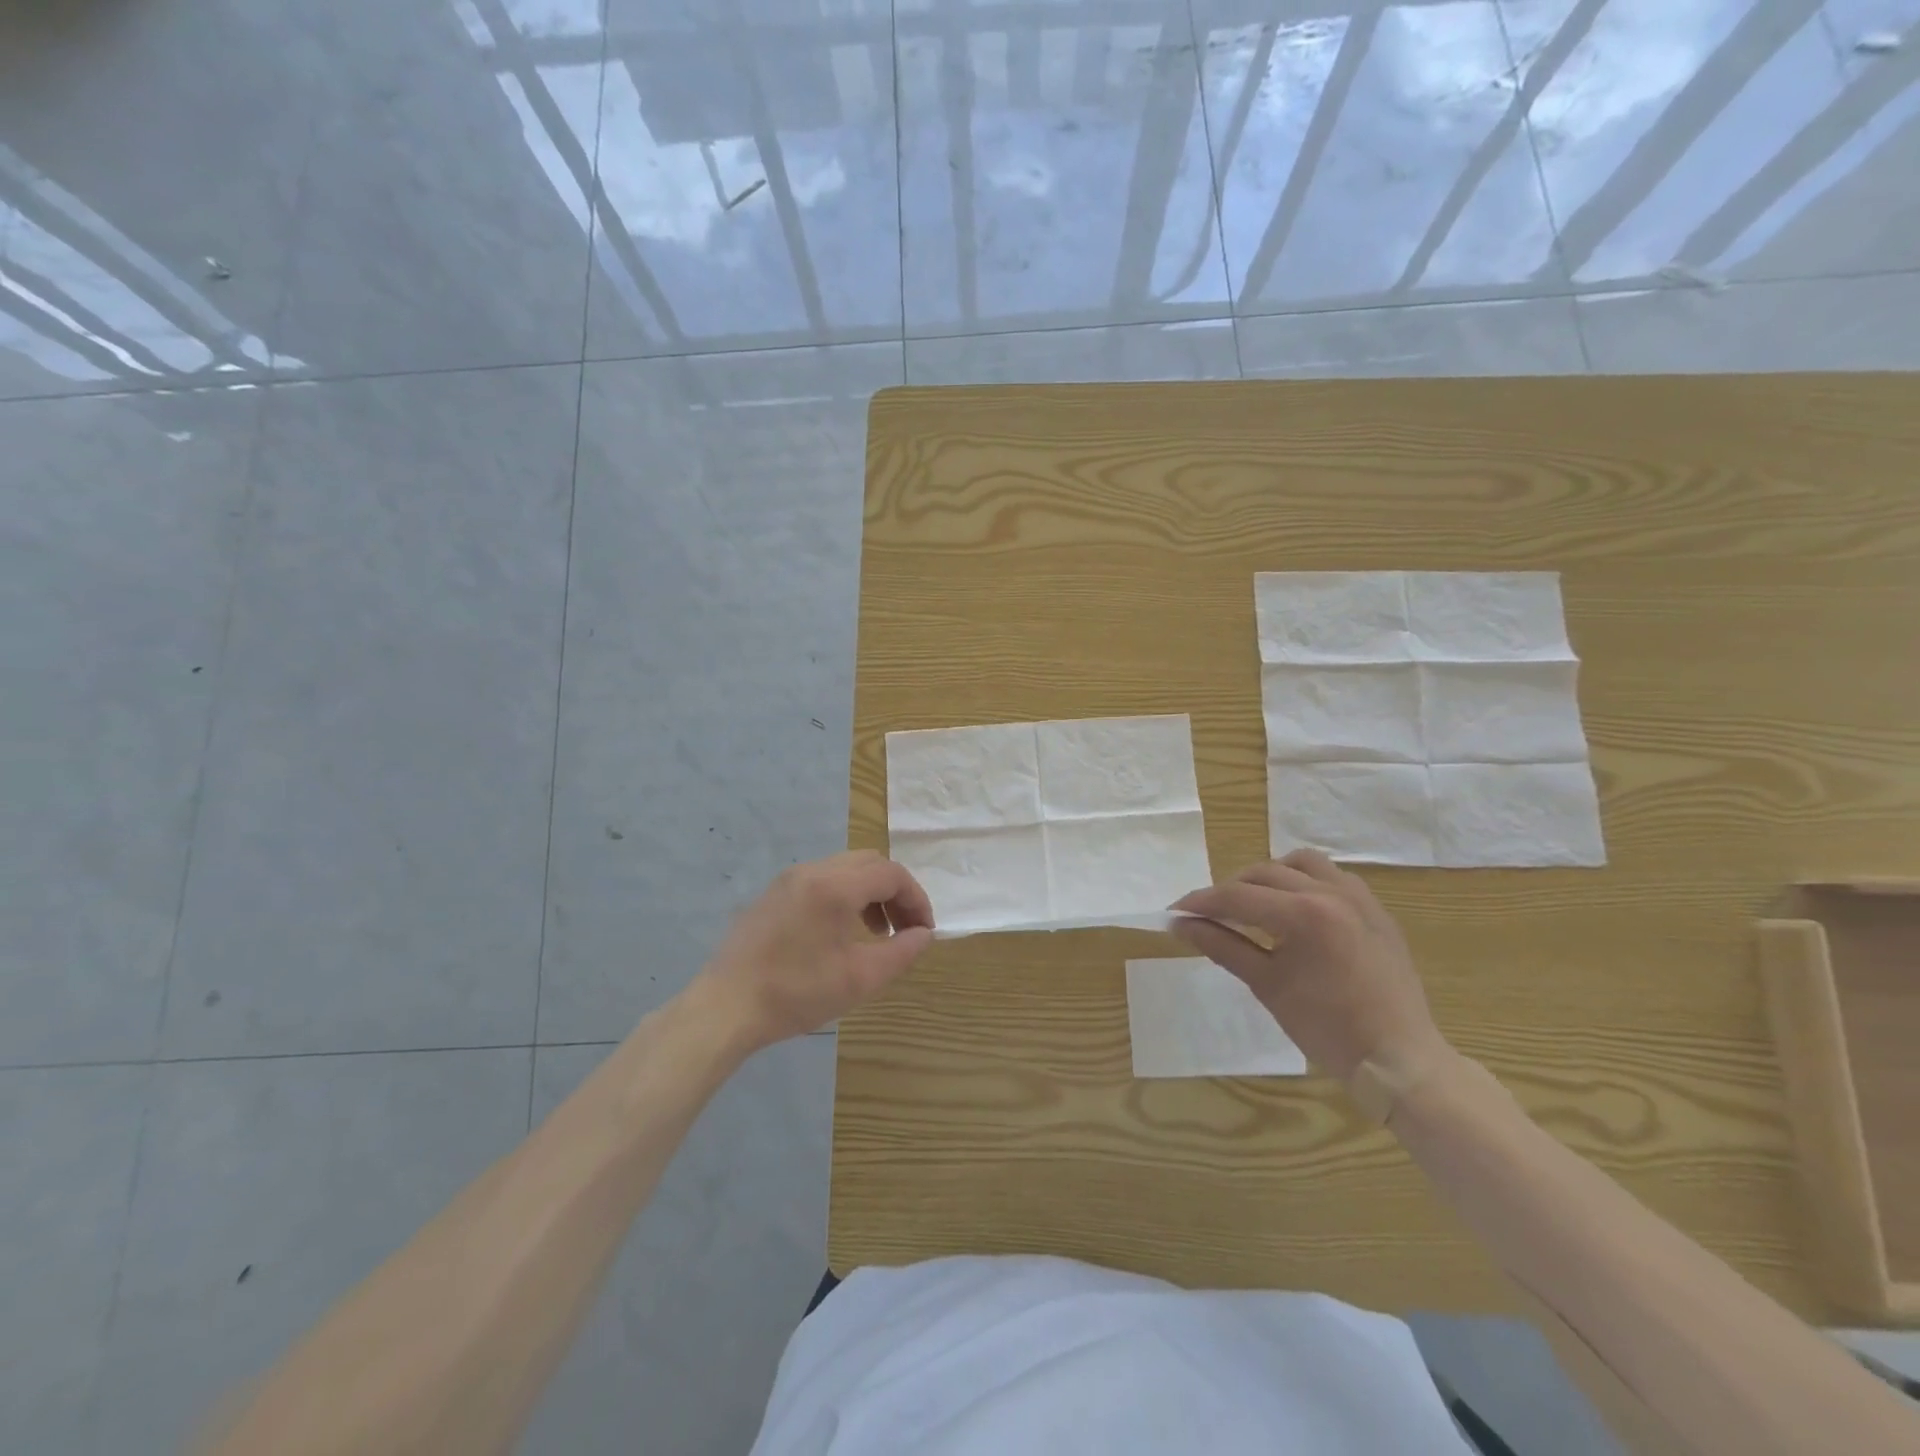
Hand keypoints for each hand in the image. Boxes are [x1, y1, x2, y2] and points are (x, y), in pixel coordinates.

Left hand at [691, 850, 934, 1050]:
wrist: (725, 1007)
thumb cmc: (796, 993)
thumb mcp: (859, 979)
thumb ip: (901, 952)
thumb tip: (924, 934)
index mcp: (835, 886)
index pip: (891, 874)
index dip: (916, 899)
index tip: (924, 931)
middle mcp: (812, 870)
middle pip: (870, 863)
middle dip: (895, 892)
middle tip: (904, 928)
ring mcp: (788, 879)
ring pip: (845, 869)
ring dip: (870, 893)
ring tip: (877, 932)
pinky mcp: (773, 893)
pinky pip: (822, 880)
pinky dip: (844, 895)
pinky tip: (841, 932)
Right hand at [1171, 849, 1448, 1086]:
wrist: (1398, 1058)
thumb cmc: (1327, 1029)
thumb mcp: (1266, 985)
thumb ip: (1221, 946)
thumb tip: (1180, 925)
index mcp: (1304, 913)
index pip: (1237, 896)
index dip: (1201, 903)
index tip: (1174, 912)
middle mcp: (1331, 892)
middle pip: (1264, 874)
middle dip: (1230, 891)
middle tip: (1207, 916)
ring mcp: (1358, 897)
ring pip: (1300, 864)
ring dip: (1269, 877)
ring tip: (1252, 904)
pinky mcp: (1374, 908)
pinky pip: (1331, 876)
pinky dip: (1304, 882)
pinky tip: (1294, 909)